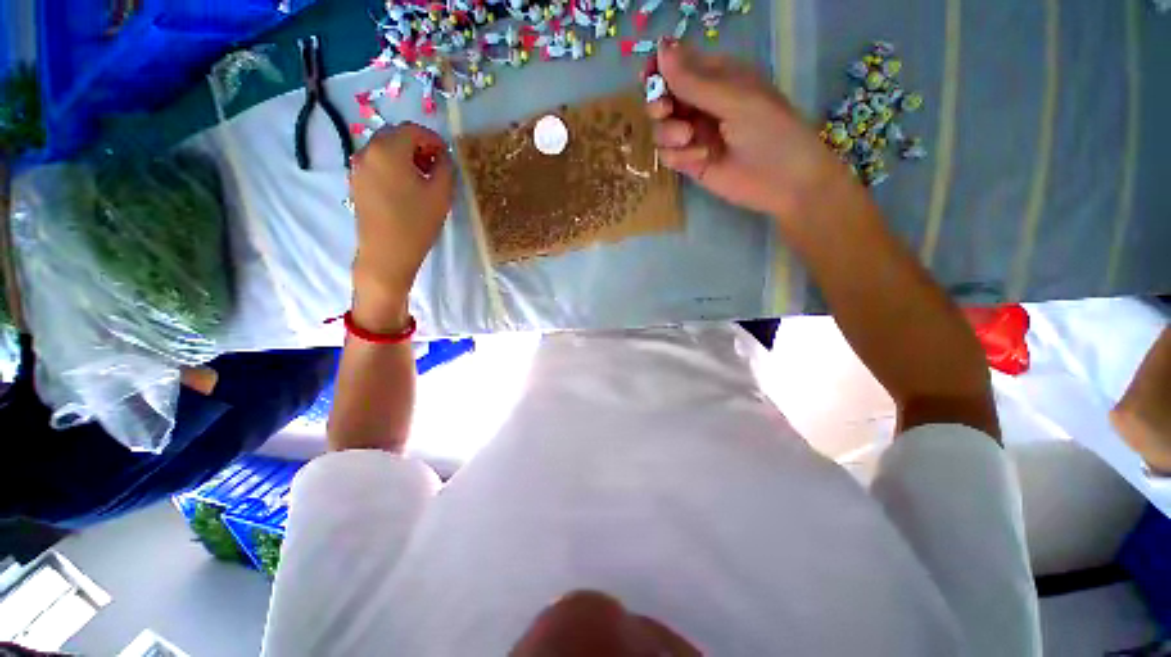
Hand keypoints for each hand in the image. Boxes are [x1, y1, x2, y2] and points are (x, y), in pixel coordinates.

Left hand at [349, 122, 453, 331]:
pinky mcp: (356, 182)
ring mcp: (358, 167)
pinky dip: (392, 166)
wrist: (386, 253)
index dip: (433, 139)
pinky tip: (405, 186)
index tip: (447, 155)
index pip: (413, 129)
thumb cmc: (417, 223)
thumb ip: (445, 168)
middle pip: (395, 135)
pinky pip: (376, 163)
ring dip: (404, 155)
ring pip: (384, 149)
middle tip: (435, 164)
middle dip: (417, 145)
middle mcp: (368, 151)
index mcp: (389, 150)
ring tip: (422, 177)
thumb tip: (443, 156)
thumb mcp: (441, 194)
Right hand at [647, 42, 849, 221]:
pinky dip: (678, 156)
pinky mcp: (690, 162)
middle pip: (661, 99)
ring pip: (660, 129)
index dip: (659, 70)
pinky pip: (668, 155)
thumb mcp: (734, 99)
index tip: (649, 77)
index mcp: (716, 77)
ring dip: (669, 133)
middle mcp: (700, 104)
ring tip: (689, 139)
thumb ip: (695, 80)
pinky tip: (700, 159)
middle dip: (658, 104)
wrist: (783, 182)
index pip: (677, 66)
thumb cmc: (770, 131)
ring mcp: (694, 135)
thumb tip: (660, 47)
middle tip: (666, 110)